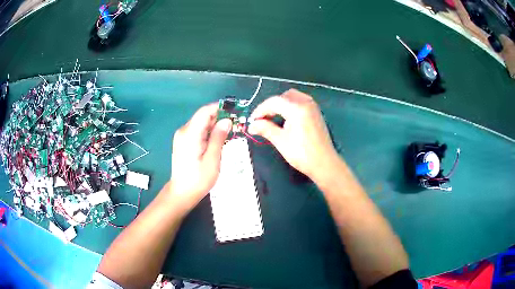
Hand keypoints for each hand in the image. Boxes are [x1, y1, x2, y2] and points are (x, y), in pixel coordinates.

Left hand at [169, 103, 231, 211]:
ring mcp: (182, 136)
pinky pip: (198, 131)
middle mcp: (184, 131)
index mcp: (190, 134)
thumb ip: (219, 137)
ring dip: (216, 125)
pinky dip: (209, 131)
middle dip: (220, 117)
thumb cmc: (198, 179)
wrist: (182, 193)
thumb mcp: (212, 159)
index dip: (220, 108)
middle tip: (237, 124)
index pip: (205, 111)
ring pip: (201, 123)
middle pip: (203, 116)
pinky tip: (219, 139)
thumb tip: (227, 120)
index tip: (236, 110)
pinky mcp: (184, 142)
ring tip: (231, 131)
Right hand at [248, 89, 340, 181]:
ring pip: (293, 97)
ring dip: (281, 105)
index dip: (261, 109)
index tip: (252, 120)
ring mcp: (313, 107)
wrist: (324, 164)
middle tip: (263, 119)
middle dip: (271, 105)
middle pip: (284, 96)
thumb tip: (252, 125)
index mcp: (297, 108)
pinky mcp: (316, 113)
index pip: (274, 101)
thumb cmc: (301, 153)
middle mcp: (306, 103)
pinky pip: (300, 102)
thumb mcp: (280, 141)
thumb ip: (265, 129)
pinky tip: (286, 119)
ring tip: (273, 118)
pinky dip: (290, 106)